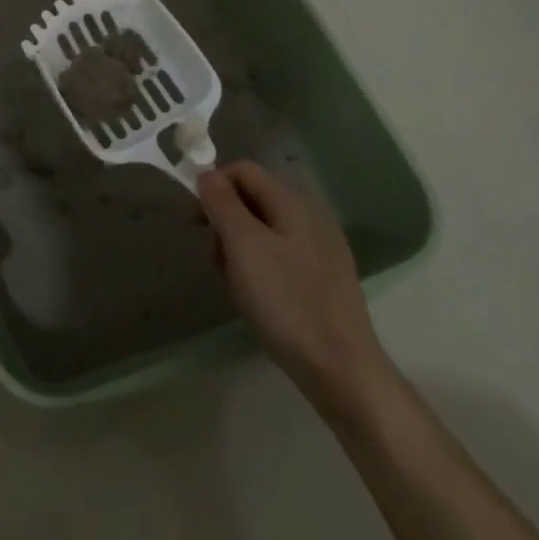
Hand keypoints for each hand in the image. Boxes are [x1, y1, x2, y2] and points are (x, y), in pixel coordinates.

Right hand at [199, 161, 391, 407]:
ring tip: (236, 284)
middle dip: (226, 221)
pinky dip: (262, 264)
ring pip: (266, 228)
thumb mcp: (243, 245)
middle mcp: (311, 212)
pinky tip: (260, 296)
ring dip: (241, 247)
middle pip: (254, 198)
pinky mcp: (326, 274)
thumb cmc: (286, 300)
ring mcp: (322, 244)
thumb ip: (222, 203)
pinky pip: (282, 252)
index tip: (197, 223)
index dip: (213, 187)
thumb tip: (206, 172)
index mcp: (292, 199)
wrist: (341, 368)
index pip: (242, 171)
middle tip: (216, 260)